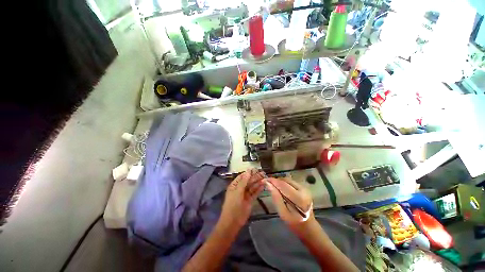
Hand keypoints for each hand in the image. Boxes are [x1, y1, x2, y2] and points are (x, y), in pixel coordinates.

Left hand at [220, 169, 264, 228]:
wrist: (233, 221)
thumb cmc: (233, 204)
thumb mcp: (237, 191)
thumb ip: (244, 181)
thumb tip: (248, 171)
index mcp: (235, 185)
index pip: (242, 176)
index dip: (248, 173)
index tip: (256, 169)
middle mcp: (240, 188)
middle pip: (248, 181)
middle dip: (255, 177)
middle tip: (263, 173)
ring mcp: (245, 194)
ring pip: (252, 186)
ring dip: (258, 182)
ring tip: (265, 178)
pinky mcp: (250, 200)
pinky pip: (255, 193)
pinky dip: (259, 189)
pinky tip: (263, 185)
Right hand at [265, 177, 313, 229]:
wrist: (308, 227)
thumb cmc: (295, 224)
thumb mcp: (283, 213)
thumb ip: (276, 198)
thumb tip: (268, 184)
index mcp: (299, 198)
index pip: (283, 185)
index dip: (273, 181)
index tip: (264, 180)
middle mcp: (303, 190)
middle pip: (285, 181)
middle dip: (275, 181)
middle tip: (267, 183)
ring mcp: (304, 188)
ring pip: (288, 180)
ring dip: (279, 182)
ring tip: (272, 185)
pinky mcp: (304, 188)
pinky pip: (290, 182)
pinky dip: (283, 183)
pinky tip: (279, 188)